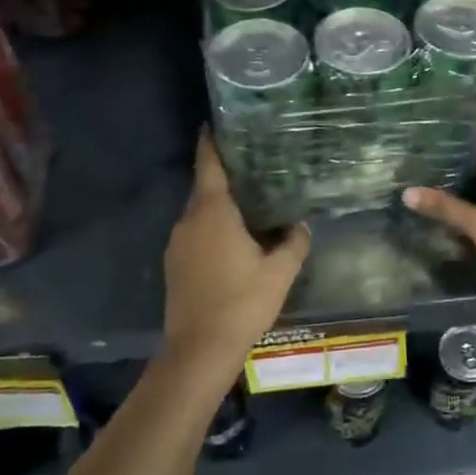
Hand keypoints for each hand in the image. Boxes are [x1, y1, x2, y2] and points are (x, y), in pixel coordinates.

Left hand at [163, 132, 310, 369]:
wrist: (199, 350)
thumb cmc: (242, 302)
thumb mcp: (280, 272)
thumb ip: (294, 241)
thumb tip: (301, 224)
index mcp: (213, 212)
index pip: (208, 165)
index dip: (211, 142)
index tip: (214, 124)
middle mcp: (189, 220)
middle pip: (205, 187)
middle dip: (225, 175)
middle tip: (254, 165)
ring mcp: (177, 243)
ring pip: (200, 213)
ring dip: (220, 206)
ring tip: (250, 202)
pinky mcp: (174, 264)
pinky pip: (195, 233)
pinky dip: (212, 227)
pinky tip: (234, 239)